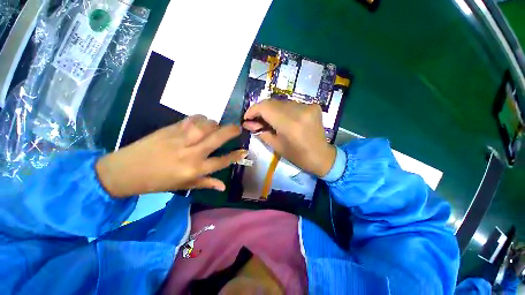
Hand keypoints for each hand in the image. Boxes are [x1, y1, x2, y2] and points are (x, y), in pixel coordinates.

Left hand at [96, 115, 245, 197]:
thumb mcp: (183, 186)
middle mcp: (191, 153)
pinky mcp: (171, 129)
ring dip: (215, 124)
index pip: (222, 161)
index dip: (236, 156)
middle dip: (231, 131)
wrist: (126, 170)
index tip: (244, 151)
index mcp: (194, 169)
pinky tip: (202, 122)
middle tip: (239, 127)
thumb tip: (223, 187)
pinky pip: (192, 119)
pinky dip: (201, 118)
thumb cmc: (157, 182)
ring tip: (216, 127)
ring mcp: (181, 139)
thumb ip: (206, 184)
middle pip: (217, 138)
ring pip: (206, 125)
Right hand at [242, 99, 335, 176]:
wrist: (321, 156)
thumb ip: (261, 131)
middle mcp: (299, 111)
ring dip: (271, 109)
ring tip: (267, 120)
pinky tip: (281, 118)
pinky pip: (291, 104)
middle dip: (261, 110)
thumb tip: (247, 123)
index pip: (265, 108)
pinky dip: (282, 109)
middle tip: (255, 120)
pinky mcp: (313, 105)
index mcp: (290, 124)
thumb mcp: (276, 146)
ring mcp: (308, 106)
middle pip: (272, 102)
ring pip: (281, 102)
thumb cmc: (298, 156)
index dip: (253, 110)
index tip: (247, 117)